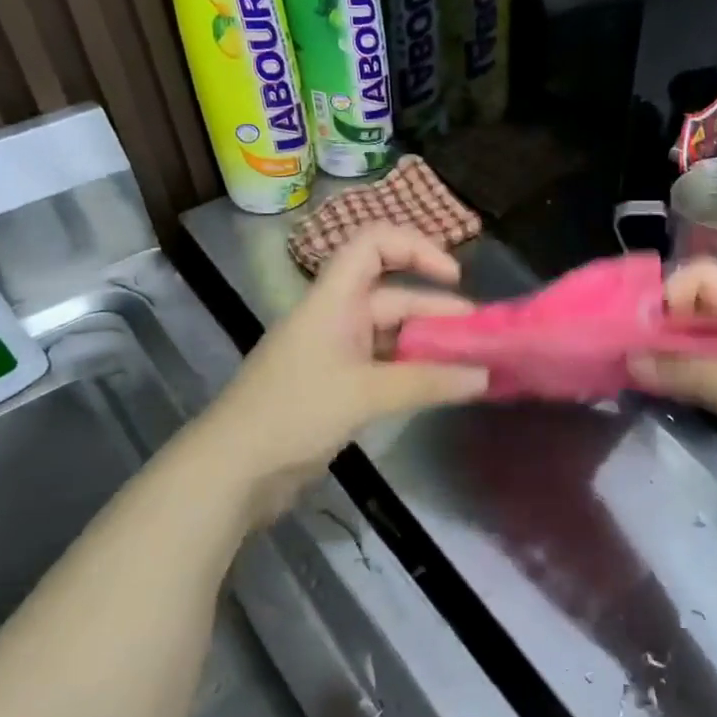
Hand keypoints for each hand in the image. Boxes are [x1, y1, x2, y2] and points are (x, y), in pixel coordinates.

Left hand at [197, 226, 490, 525]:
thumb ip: (427, 382)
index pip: (374, 244)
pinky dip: (413, 372)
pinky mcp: (338, 386)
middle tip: (480, 335)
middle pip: (393, 295)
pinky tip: (441, 387)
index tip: (454, 276)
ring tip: (471, 363)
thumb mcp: (365, 394)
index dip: (416, 248)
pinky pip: (385, 366)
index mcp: (334, 299)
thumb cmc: (293, 413)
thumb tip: (485, 376)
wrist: (231, 471)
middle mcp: (337, 317)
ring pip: (392, 334)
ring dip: (429, 344)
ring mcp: (337, 353)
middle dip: (438, 310)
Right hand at [629, 259, 716, 534]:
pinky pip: (703, 373)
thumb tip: (628, 359)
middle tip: (625, 350)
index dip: (670, 292)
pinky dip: (678, 376)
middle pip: (699, 306)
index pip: (706, 278)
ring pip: (698, 341)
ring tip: (633, 371)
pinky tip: (657, 392)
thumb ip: (688, 372)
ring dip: (665, 350)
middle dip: (660, 321)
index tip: (638, 328)